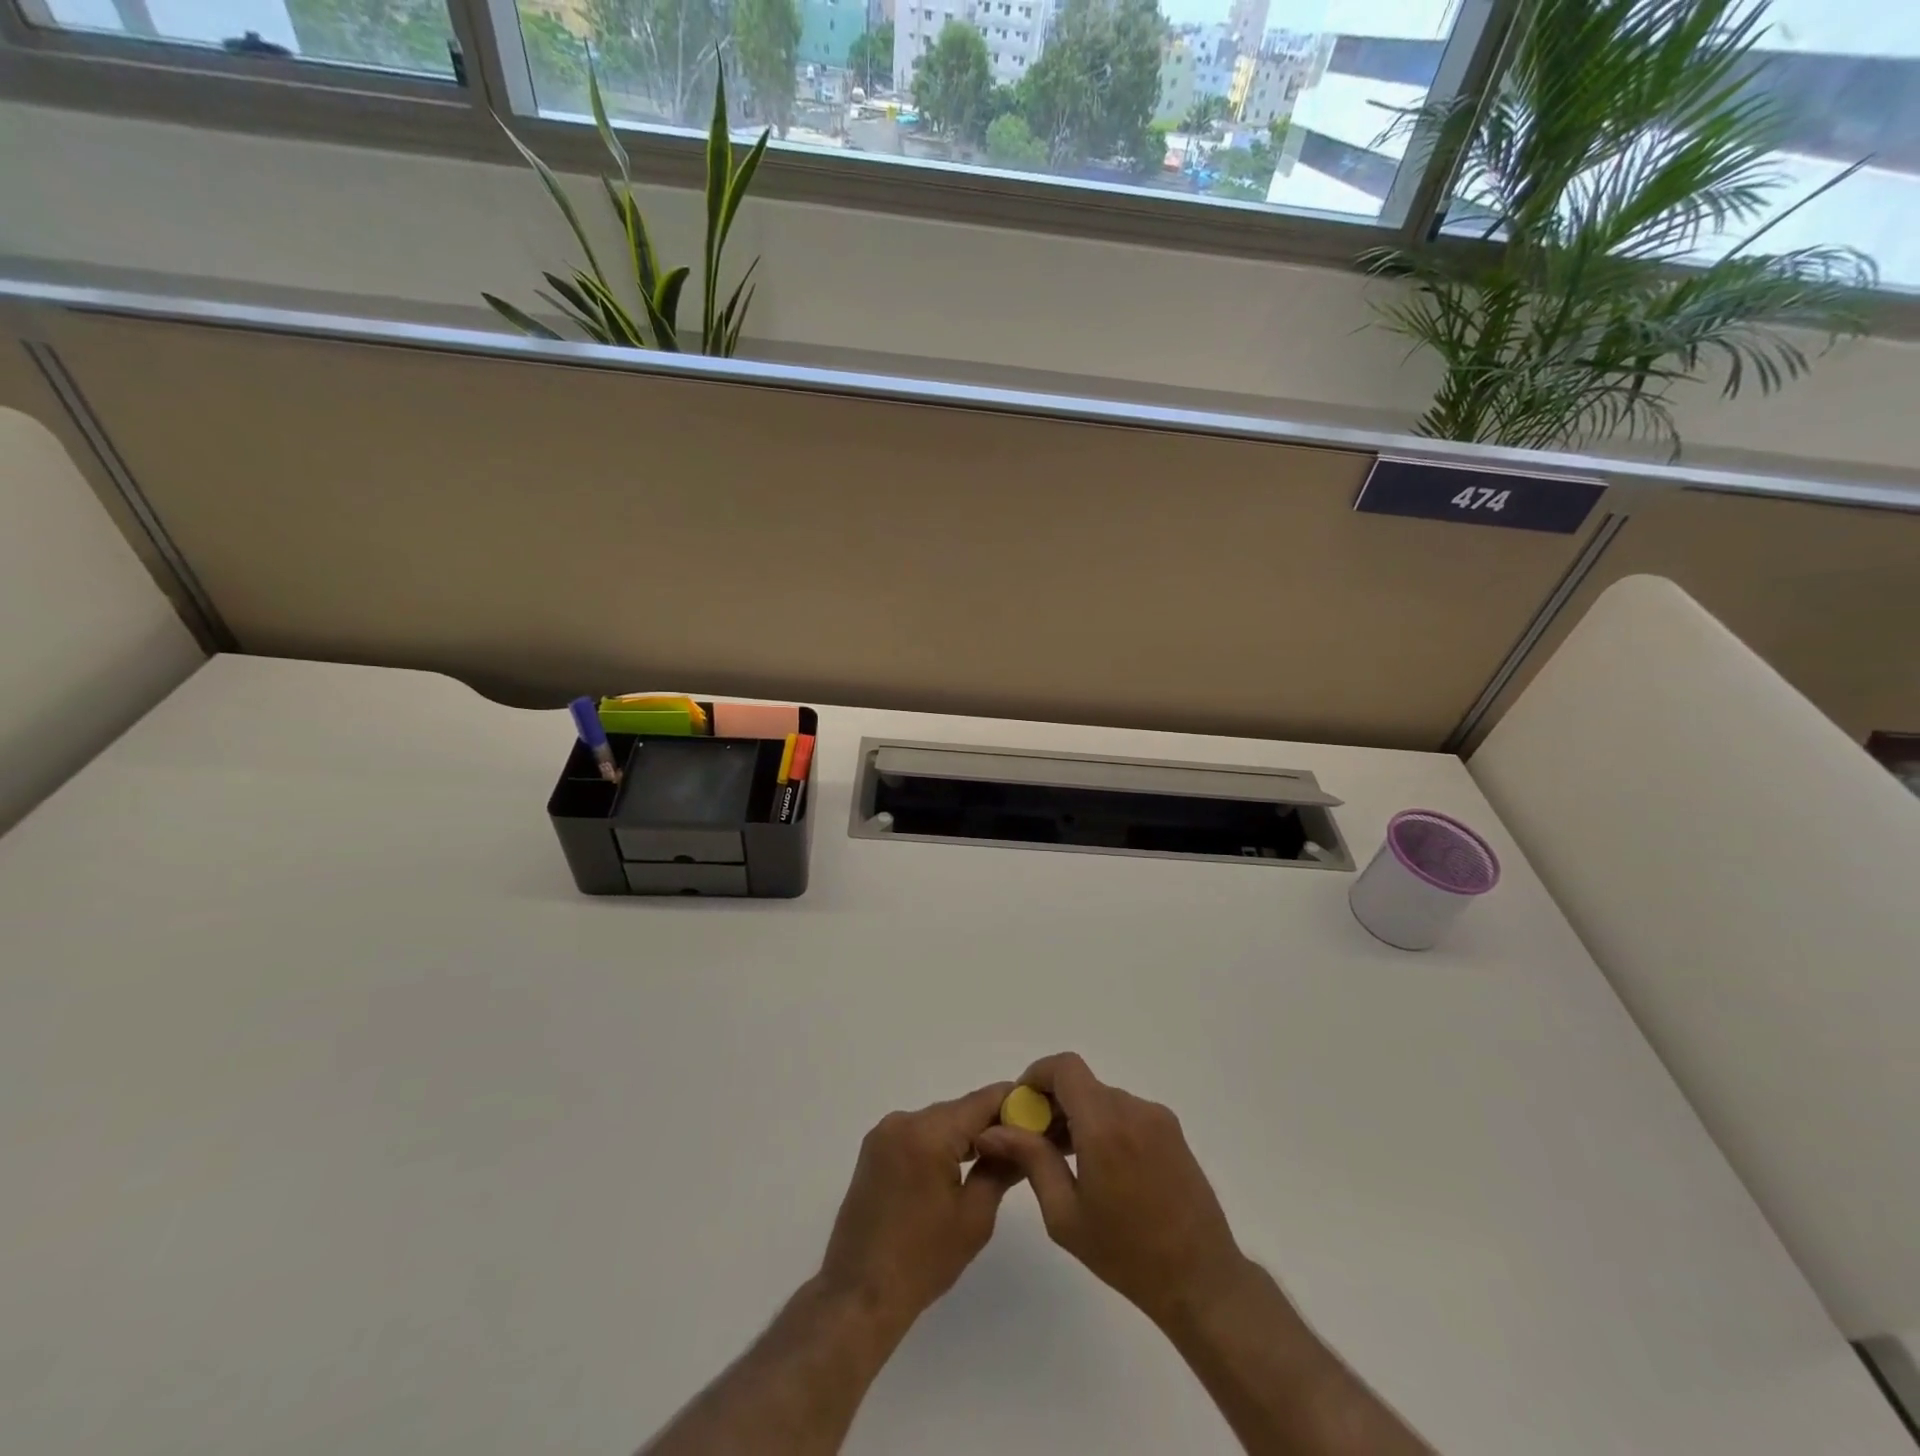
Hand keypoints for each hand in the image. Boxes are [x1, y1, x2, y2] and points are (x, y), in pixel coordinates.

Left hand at [817, 1082, 1024, 1339]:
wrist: (859, 1295)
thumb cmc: (922, 1261)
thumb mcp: (975, 1216)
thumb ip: (1001, 1168)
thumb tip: (1025, 1140)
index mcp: (927, 1133)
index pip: (981, 1101)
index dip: (1013, 1103)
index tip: (1040, 1113)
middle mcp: (903, 1120)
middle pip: (959, 1109)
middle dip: (991, 1122)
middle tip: (1024, 1141)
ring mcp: (884, 1133)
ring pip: (939, 1121)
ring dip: (965, 1135)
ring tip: (997, 1157)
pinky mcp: (875, 1149)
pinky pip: (919, 1134)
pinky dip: (941, 1144)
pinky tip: (959, 1167)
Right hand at [973, 1052, 1245, 1327]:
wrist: (1201, 1281)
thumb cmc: (1126, 1255)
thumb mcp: (1065, 1214)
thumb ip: (1031, 1160)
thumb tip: (993, 1130)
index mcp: (1104, 1125)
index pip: (1065, 1067)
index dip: (1037, 1075)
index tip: (1021, 1107)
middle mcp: (1133, 1109)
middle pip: (1082, 1084)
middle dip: (1053, 1103)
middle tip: (1036, 1142)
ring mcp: (1157, 1117)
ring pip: (1103, 1098)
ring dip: (1079, 1116)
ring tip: (1066, 1161)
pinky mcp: (1172, 1130)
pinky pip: (1125, 1112)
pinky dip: (1104, 1124)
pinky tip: (1100, 1167)